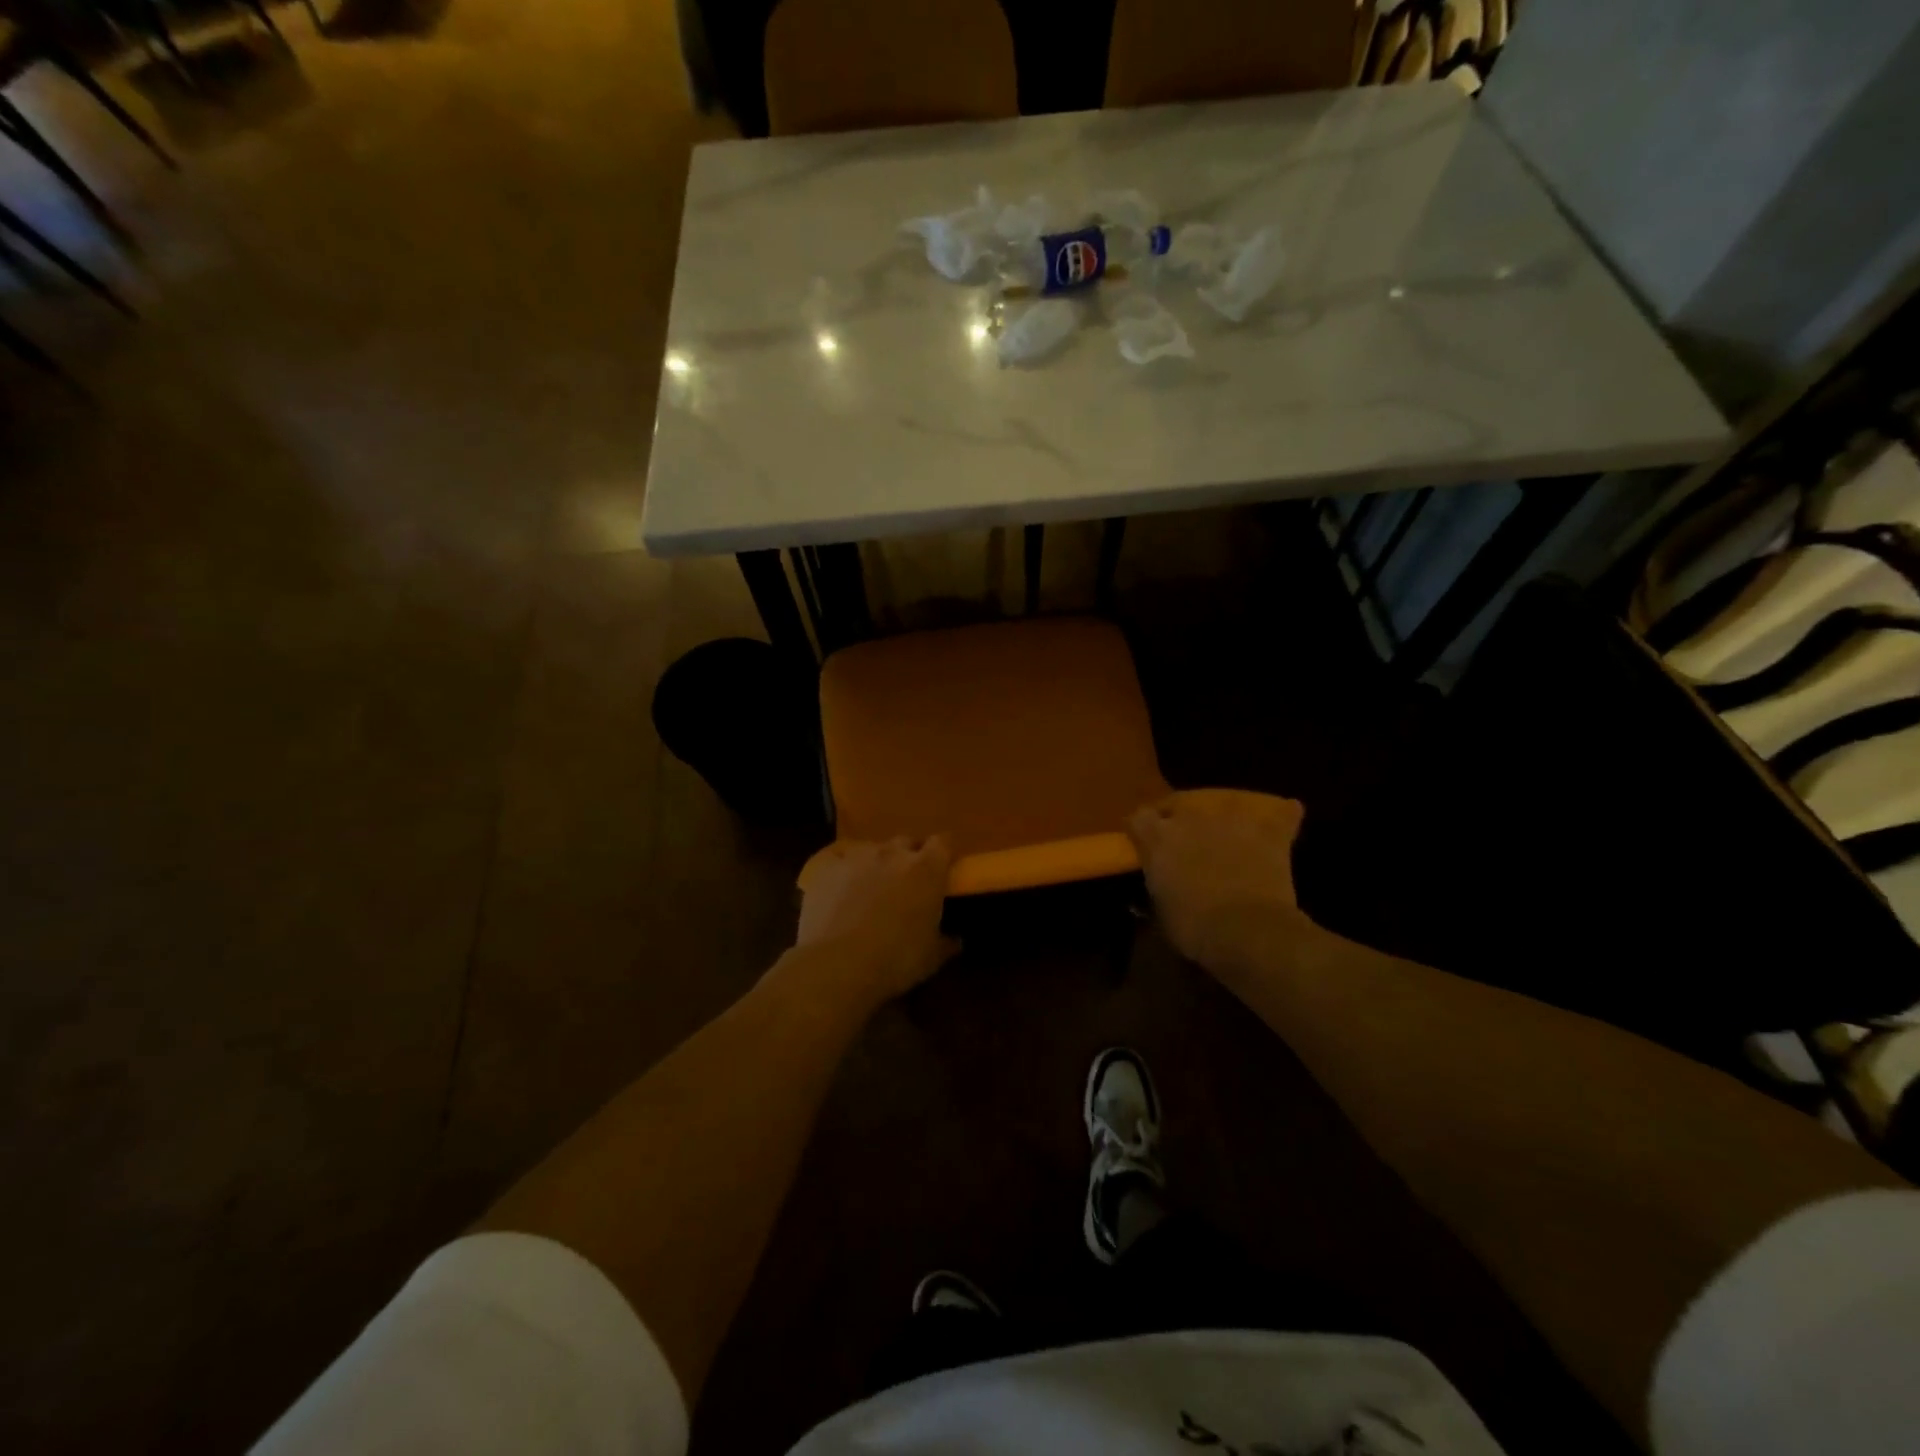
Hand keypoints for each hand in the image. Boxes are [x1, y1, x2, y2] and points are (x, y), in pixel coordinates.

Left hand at [790, 836, 958, 1008]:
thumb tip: (956, 940)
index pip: (943, 842)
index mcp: (926, 869)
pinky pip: (838, 859)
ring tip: (870, 889)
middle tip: (907, 882)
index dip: (943, 852)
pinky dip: (842, 870)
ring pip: (871, 849)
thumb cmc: (894, 960)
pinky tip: (838, 890)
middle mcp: (892, 853)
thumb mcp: (930, 958)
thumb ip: (946, 943)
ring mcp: (856, 856)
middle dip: (909, 857)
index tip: (943, 867)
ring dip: (875, 863)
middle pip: (906, 842)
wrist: (836, 965)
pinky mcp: (825, 866)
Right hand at [1127, 790, 1305, 973]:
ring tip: (1230, 834)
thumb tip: (1163, 883)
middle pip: (1181, 804)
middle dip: (1182, 820)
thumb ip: (1160, 884)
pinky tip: (1287, 815)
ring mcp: (1231, 819)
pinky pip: (1281, 813)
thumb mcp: (1161, 909)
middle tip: (1188, 843)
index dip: (1144, 830)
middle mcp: (1191, 817)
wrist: (1246, 930)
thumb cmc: (1193, 927)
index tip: (1147, 843)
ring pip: (1227, 803)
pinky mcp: (1268, 830)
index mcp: (1158, 837)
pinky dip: (1282, 816)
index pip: (1140, 818)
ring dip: (1225, 818)